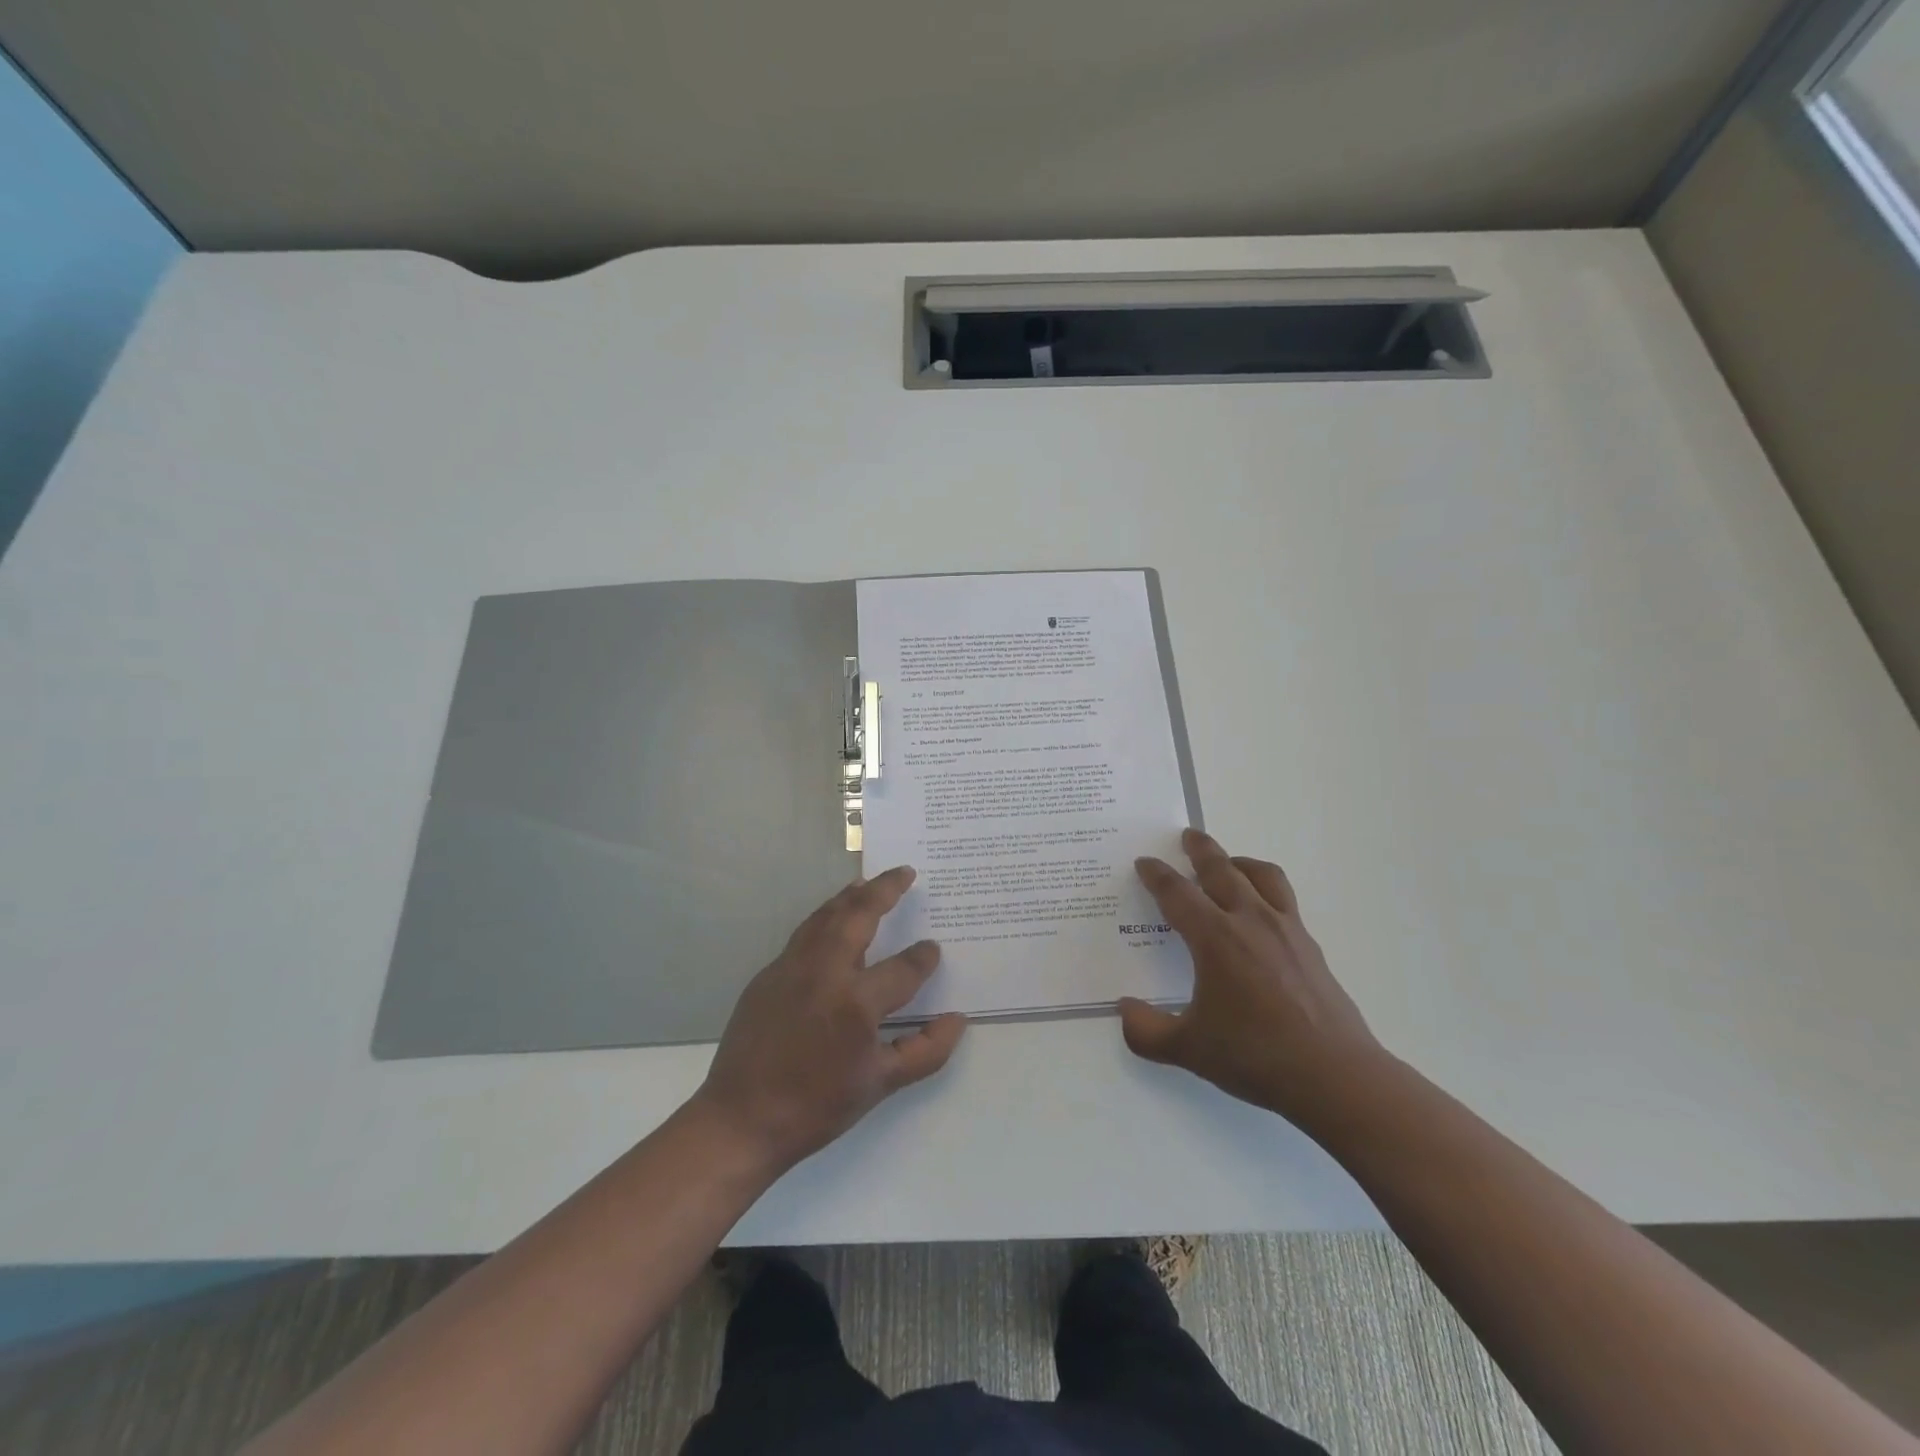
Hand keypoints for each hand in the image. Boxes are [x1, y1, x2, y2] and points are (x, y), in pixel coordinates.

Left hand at [692, 867, 967, 1171]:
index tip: (932, 949)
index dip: (923, 958)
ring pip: (826, 916)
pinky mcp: (768, 973)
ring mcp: (791, 967)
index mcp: (856, 1002)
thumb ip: (925, 1050)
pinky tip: (832, 921)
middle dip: (885, 889)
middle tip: (904, 872)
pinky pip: (804, 934)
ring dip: (851, 896)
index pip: (903, 968)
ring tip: (869, 883)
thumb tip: (957, 1019)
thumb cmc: (817, 1106)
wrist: (740, 1120)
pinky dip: (824, 917)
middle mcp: (824, 972)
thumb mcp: (880, 1085)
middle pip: (859, 915)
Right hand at [1119, 829, 1387, 1132]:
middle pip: (1221, 869)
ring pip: (1262, 876)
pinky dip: (1266, 889)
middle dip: (1201, 849)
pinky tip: (1262, 911)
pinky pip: (1285, 900)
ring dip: (1240, 861)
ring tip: (1229, 862)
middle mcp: (1250, 921)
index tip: (1145, 862)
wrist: (1335, 1076)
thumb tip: (1124, 1010)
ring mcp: (1286, 930)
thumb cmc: (1255, 1056)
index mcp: (1215, 938)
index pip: (1177, 893)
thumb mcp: (1189, 1049)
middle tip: (1188, 835)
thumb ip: (1147, 1030)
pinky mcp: (1311, 946)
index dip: (1156, 875)